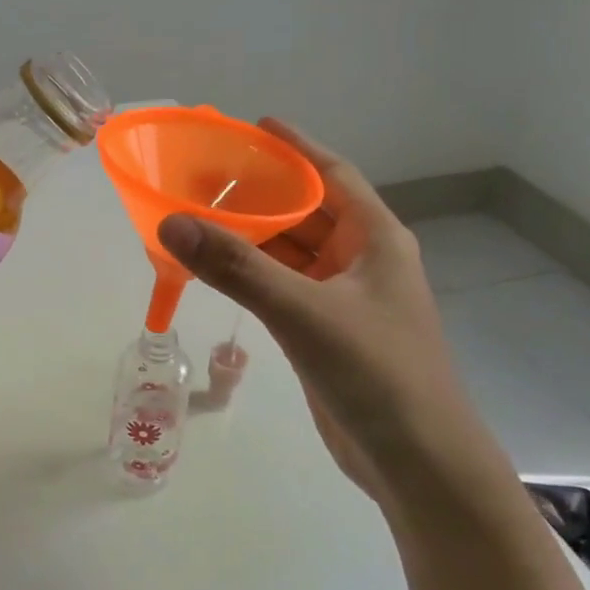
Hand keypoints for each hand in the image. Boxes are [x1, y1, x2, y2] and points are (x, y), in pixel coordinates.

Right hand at [155, 119, 479, 504]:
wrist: (418, 464)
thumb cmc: (376, 373)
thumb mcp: (304, 311)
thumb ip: (236, 267)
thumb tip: (171, 222)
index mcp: (375, 238)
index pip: (332, 174)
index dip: (295, 147)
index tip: (252, 126)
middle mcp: (362, 260)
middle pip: (306, 210)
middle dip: (260, 192)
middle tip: (205, 176)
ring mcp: (344, 298)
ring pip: (290, 252)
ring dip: (251, 236)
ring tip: (199, 217)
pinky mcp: (325, 332)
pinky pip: (282, 287)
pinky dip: (251, 275)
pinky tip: (216, 270)